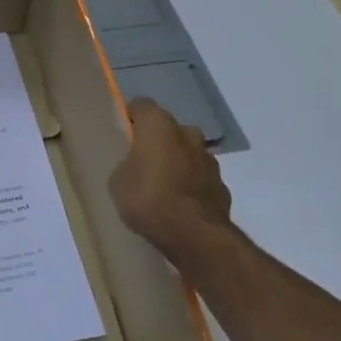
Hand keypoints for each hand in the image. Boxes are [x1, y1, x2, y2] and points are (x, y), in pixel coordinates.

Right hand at [109, 98, 233, 264]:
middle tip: (141, 162)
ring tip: (161, 187)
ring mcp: (209, 159)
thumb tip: (137, 165)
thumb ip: (127, 164)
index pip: (141, 105)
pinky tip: (179, 205)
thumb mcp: (118, 181)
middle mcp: (188, 133)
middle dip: (157, 141)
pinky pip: (199, 178)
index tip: (122, 133)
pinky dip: (190, 185)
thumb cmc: (148, 199)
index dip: (130, 117)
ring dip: (176, 163)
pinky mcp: (222, 184)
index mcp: (159, 126)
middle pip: (168, 129)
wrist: (194, 234)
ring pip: (187, 153)